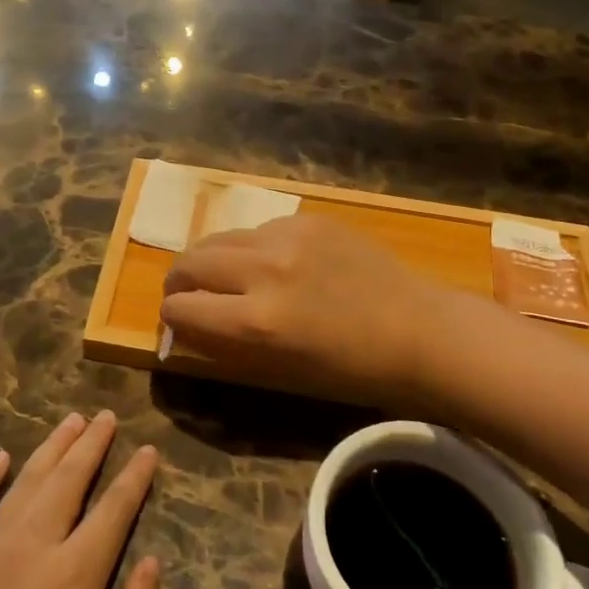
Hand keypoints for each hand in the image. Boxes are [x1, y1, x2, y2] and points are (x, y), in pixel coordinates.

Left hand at [0, 412, 159, 588]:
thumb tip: (151, 562)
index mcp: (76, 572)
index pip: (115, 508)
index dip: (135, 477)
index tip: (148, 451)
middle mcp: (33, 544)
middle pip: (69, 479)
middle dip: (92, 444)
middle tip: (107, 417)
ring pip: (26, 481)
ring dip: (51, 447)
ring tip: (71, 421)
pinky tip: (1, 458)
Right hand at [159, 213, 461, 408]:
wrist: (417, 329)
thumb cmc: (350, 369)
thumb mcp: (278, 369)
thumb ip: (223, 343)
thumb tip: (185, 324)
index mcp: (257, 322)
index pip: (180, 309)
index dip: (171, 319)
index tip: (177, 323)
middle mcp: (263, 271)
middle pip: (189, 263)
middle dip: (178, 283)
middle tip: (184, 295)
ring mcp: (287, 237)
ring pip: (218, 239)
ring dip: (209, 260)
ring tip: (221, 276)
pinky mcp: (307, 219)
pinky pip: (257, 229)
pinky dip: (250, 248)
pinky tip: (271, 263)